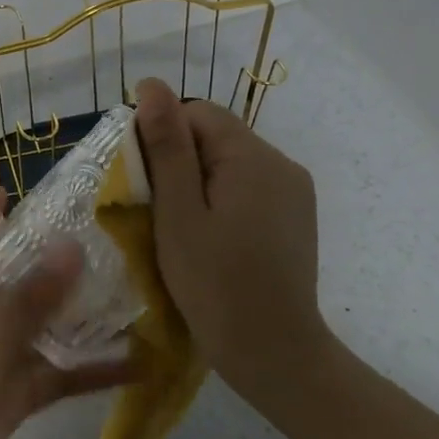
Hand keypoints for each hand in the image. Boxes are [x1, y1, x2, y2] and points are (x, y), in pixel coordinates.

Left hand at [0, 190, 133, 438]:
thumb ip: (32, 296)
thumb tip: (71, 244)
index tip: (4, 194)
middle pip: (12, 283)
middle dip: (46, 262)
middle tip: (98, 242)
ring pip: (44, 330)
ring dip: (80, 317)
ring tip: (130, 297)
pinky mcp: (16, 398)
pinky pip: (60, 378)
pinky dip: (93, 373)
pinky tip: (137, 368)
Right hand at [134, 78, 326, 409]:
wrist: (274, 352)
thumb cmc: (214, 284)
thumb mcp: (178, 214)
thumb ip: (166, 147)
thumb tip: (151, 86)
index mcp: (253, 157)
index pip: (197, 114)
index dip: (162, 138)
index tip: (143, 185)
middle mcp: (282, 164)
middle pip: (216, 139)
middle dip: (180, 165)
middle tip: (158, 215)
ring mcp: (294, 193)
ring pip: (231, 167)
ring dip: (200, 187)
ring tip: (182, 232)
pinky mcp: (296, 219)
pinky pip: (249, 192)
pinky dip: (223, 205)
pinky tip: (213, 242)